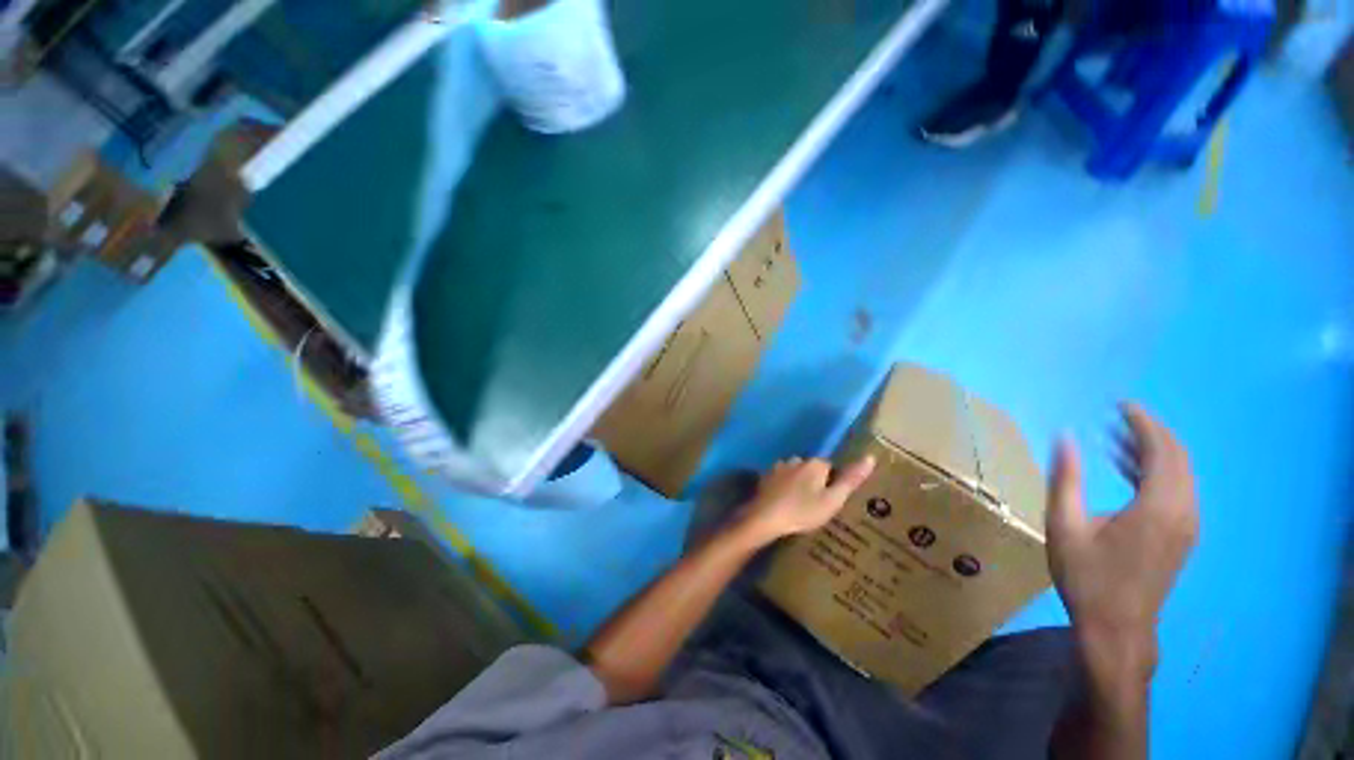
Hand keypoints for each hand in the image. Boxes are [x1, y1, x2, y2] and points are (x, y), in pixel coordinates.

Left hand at [735, 455, 875, 545]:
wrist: (766, 518)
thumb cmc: (803, 511)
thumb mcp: (833, 500)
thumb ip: (850, 480)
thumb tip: (870, 457)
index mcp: (815, 464)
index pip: (830, 467)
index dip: (832, 483)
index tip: (830, 499)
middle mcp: (796, 459)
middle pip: (811, 468)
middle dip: (814, 481)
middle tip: (815, 504)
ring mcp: (778, 467)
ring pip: (794, 472)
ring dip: (797, 483)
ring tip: (798, 504)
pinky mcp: (765, 477)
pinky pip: (780, 479)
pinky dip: (783, 488)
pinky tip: (783, 502)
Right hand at [1047, 403, 1198, 684]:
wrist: (1117, 628)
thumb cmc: (1087, 576)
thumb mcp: (1064, 525)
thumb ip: (1066, 479)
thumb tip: (1064, 437)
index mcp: (1158, 506)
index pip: (1162, 450)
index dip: (1144, 423)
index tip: (1122, 405)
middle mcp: (1182, 511)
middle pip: (1179, 458)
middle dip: (1152, 432)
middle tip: (1121, 416)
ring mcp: (1187, 526)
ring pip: (1181, 475)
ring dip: (1154, 452)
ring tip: (1118, 439)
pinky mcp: (1182, 537)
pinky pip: (1177, 491)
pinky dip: (1157, 473)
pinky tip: (1129, 471)